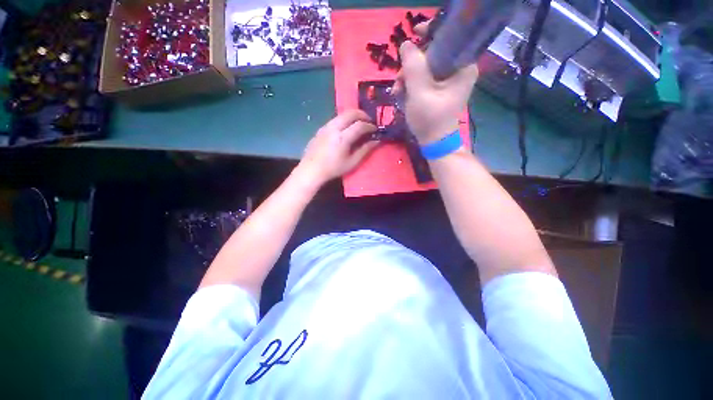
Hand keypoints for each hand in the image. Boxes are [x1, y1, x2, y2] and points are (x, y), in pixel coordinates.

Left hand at [297, 109, 377, 185]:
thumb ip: (365, 150)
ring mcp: (326, 126)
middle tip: (369, 121)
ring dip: (353, 116)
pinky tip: (346, 129)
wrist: (311, 170)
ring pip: (342, 114)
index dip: (370, 126)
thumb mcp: (352, 162)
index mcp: (342, 138)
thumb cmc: (333, 169)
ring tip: (359, 123)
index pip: (360, 125)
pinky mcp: (321, 128)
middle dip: (362, 114)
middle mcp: (334, 128)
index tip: (375, 129)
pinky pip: (335, 119)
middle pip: (350, 113)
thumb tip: (376, 141)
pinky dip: (344, 120)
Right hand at [393, 22, 478, 144]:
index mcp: (463, 66)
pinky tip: (402, 94)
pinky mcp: (440, 88)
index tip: (414, 34)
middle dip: (412, 65)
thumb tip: (405, 44)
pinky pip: (424, 77)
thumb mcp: (419, 92)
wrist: (434, 142)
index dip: (430, 33)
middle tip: (399, 81)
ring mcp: (449, 79)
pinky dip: (411, 84)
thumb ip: (413, 66)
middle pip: (433, 53)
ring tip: (397, 92)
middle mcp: (459, 69)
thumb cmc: (430, 120)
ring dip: (408, 77)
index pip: (448, 38)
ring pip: (425, 66)